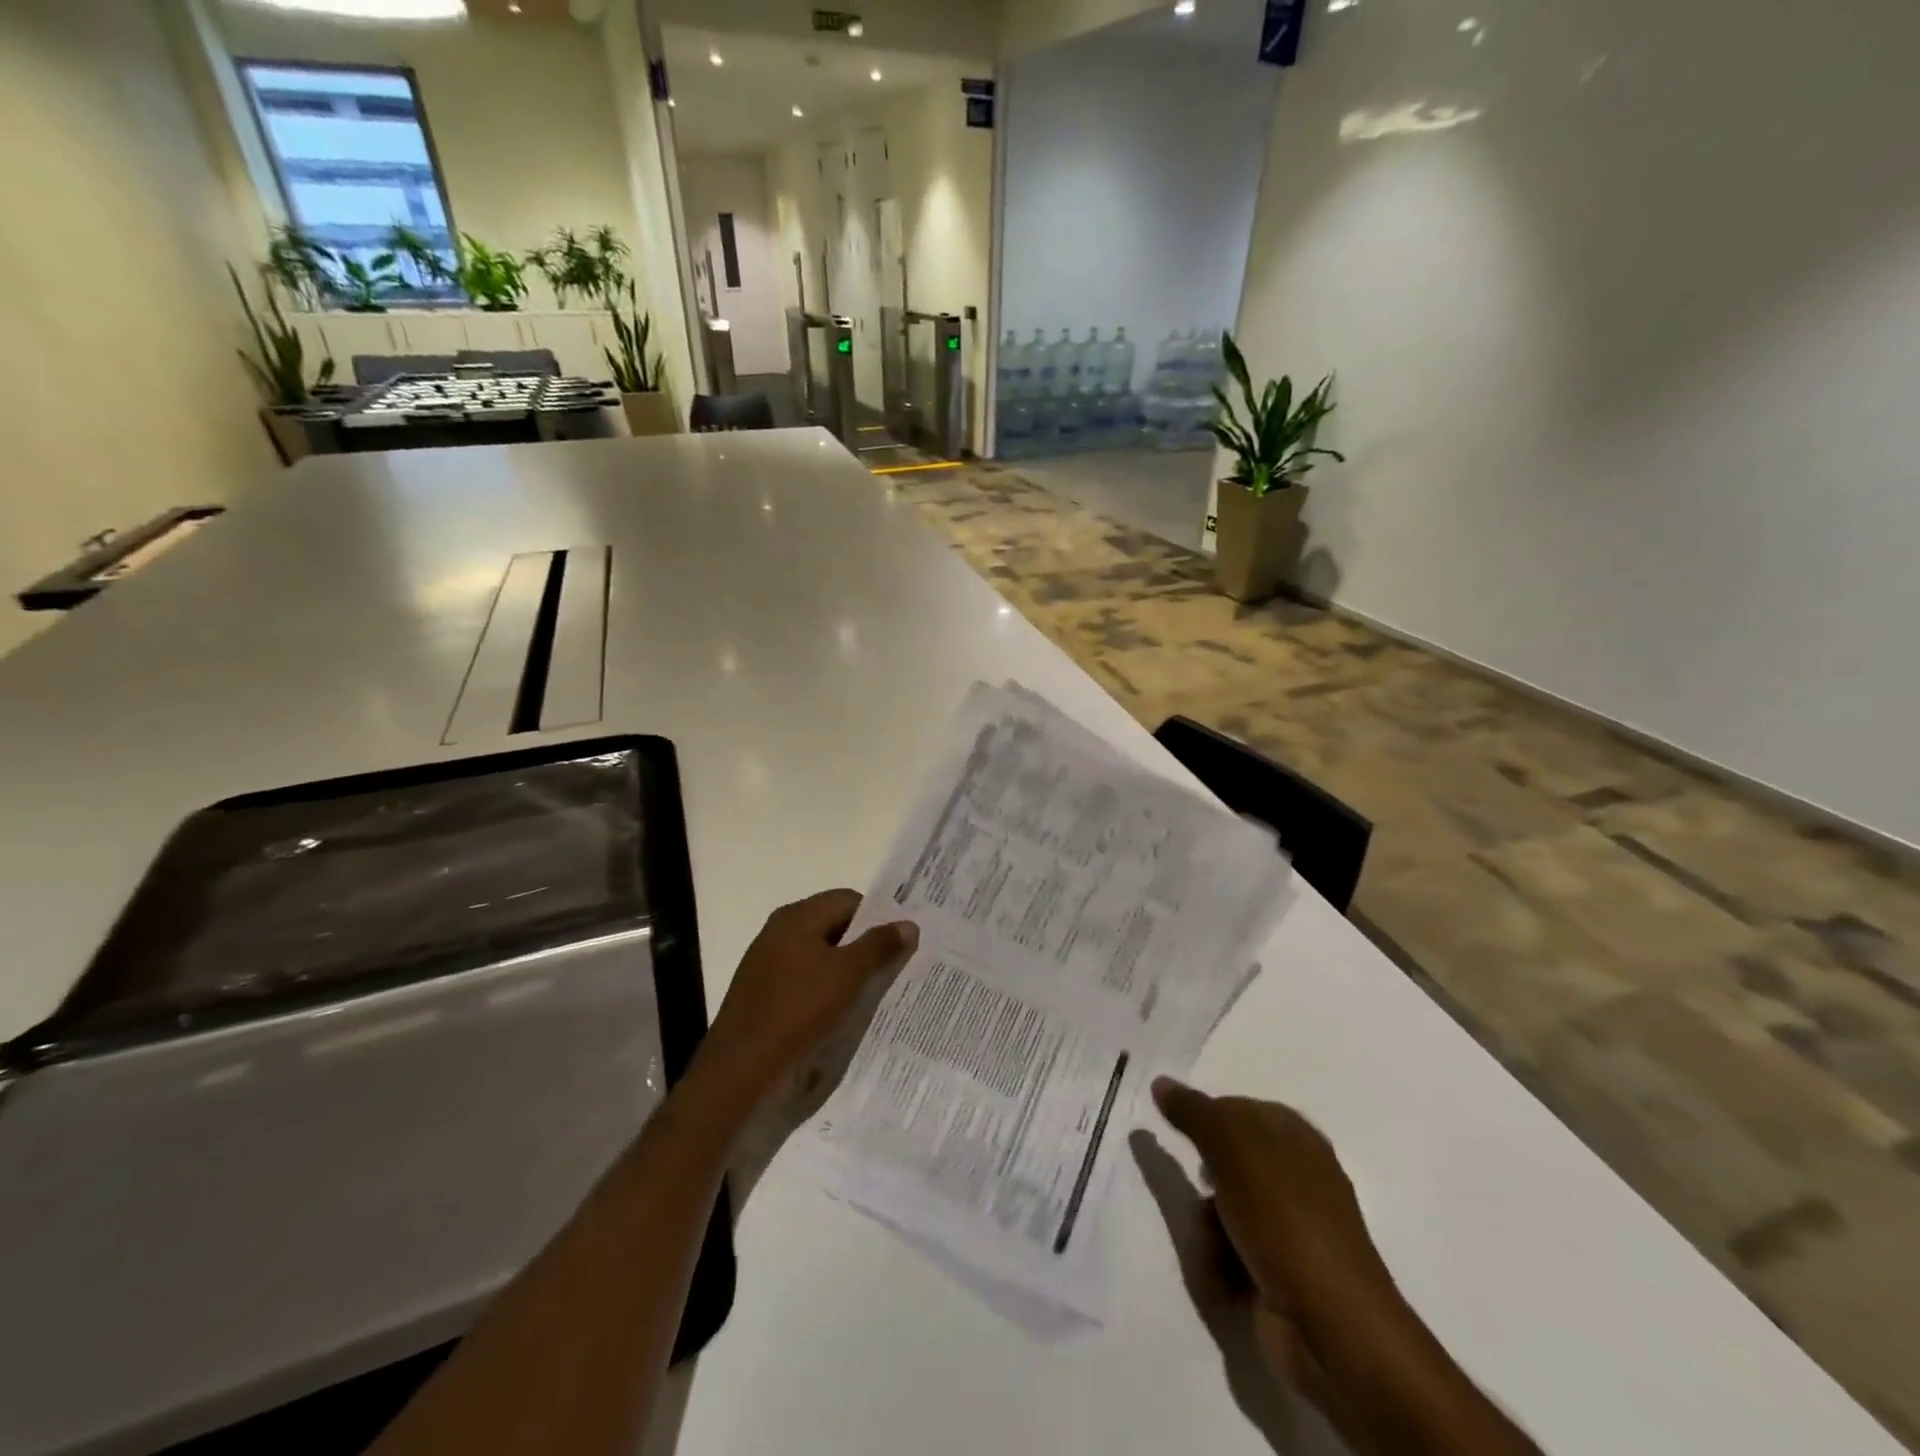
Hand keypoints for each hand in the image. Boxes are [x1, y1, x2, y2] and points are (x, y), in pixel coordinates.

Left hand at [693, 891, 917, 1119]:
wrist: (741, 1066)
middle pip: (833, 923)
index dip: (877, 915)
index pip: (848, 899)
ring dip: (846, 966)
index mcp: (797, 916)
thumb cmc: (798, 1009)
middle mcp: (779, 930)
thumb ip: (879, 946)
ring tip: (872, 989)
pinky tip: (839, 1008)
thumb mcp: (848, 975)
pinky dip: (825, 985)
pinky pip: (803, 976)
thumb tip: (909, 923)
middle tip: (894, 965)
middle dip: (864, 942)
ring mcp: (767, 961)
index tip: (901, 941)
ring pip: (819, 952)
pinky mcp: (762, 990)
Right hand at [1150, 1078, 1539, 1455]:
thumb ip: (1195, 1112)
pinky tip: (1224, 1276)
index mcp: (1296, 1138)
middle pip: (1227, 1161)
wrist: (1332, 1327)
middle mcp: (1295, 1177)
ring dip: (1208, 1226)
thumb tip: (1161, 1082)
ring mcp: (1290, 1228)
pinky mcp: (1280, 1272)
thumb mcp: (1234, 1150)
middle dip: (1205, 1178)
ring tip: (1213, 1245)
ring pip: (1224, 1208)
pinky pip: (1232, 1250)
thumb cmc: (1285, 1220)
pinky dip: (1221, 1260)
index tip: (1184, 1133)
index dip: (1209, 1118)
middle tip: (1202, 1188)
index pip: (1239, 1108)